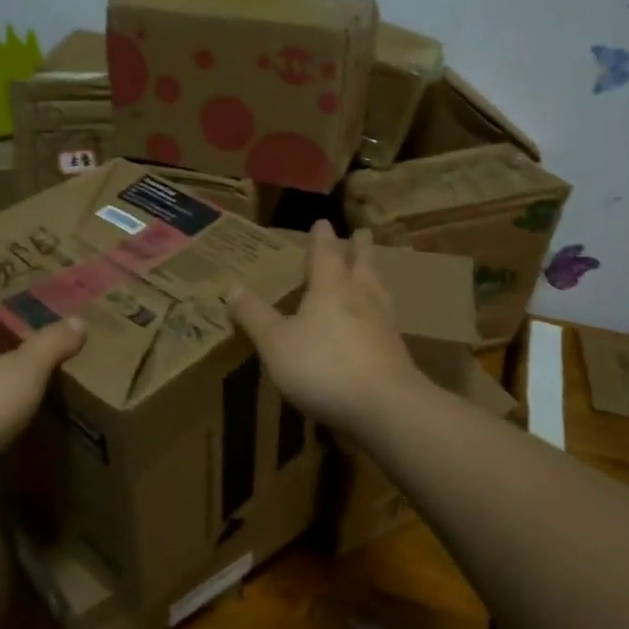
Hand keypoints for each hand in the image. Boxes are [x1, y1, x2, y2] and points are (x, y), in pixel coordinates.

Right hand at [228, 220, 426, 437]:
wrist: (384, 406)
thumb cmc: (322, 366)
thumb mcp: (275, 343)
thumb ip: (255, 316)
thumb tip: (232, 286)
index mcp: (330, 289)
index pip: (324, 256)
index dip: (321, 239)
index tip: (324, 222)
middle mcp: (361, 298)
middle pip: (361, 266)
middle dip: (359, 249)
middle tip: (363, 232)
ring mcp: (384, 325)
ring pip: (379, 290)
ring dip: (375, 276)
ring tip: (374, 271)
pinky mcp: (397, 352)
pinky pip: (388, 319)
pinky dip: (383, 309)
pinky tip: (382, 320)